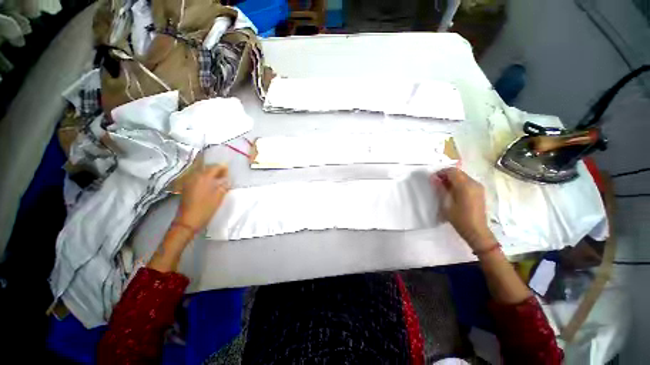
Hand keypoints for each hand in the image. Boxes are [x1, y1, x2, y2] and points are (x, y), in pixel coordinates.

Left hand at [175, 165, 229, 230]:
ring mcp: (189, 181)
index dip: (222, 167)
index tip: (229, 169)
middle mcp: (195, 177)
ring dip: (209, 173)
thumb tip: (227, 179)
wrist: (188, 220)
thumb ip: (224, 186)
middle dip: (216, 169)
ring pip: (201, 172)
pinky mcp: (186, 187)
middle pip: (207, 168)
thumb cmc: (206, 208)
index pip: (214, 167)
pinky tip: (209, 182)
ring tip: (218, 177)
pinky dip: (204, 177)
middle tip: (224, 173)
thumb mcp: (219, 197)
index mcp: (204, 178)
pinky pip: (197, 177)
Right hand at [431, 168, 495, 251]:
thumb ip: (440, 189)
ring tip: (443, 187)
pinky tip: (452, 191)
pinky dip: (458, 183)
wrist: (476, 231)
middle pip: (458, 172)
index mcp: (465, 186)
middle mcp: (474, 183)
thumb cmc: (459, 218)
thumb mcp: (446, 204)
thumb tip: (434, 179)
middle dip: (446, 175)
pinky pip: (467, 182)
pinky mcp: (479, 192)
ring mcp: (478, 187)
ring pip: (463, 176)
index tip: (433, 178)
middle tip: (436, 182)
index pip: (452, 171)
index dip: (441, 172)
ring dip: (452, 179)